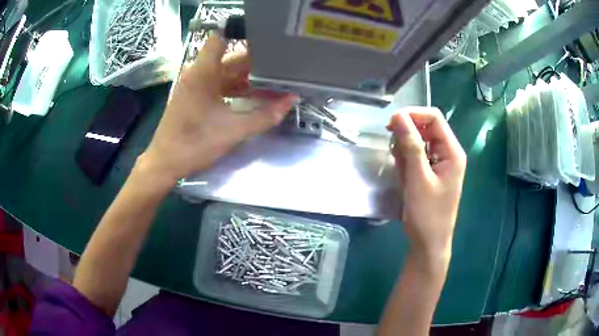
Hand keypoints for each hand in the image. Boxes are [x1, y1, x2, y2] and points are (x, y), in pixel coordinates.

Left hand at [140, 35, 297, 181]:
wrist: (165, 163)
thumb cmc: (194, 144)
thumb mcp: (233, 131)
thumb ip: (264, 116)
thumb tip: (291, 101)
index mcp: (203, 72)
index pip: (222, 38)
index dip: (243, 36)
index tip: (269, 43)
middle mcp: (199, 73)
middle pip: (229, 57)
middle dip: (256, 62)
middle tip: (282, 67)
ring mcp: (196, 85)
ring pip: (226, 72)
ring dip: (248, 77)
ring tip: (274, 81)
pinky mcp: (195, 96)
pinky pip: (220, 85)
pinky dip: (237, 88)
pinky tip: (254, 96)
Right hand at [387, 107, 465, 262]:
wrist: (428, 244)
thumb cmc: (427, 215)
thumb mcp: (418, 179)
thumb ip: (410, 146)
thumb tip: (398, 116)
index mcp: (452, 152)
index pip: (434, 118)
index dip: (413, 115)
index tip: (391, 124)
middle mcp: (448, 153)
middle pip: (427, 128)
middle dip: (408, 135)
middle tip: (393, 150)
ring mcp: (440, 163)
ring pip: (419, 141)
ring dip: (405, 150)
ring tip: (401, 171)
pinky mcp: (431, 172)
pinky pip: (417, 156)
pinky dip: (406, 161)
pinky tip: (403, 176)